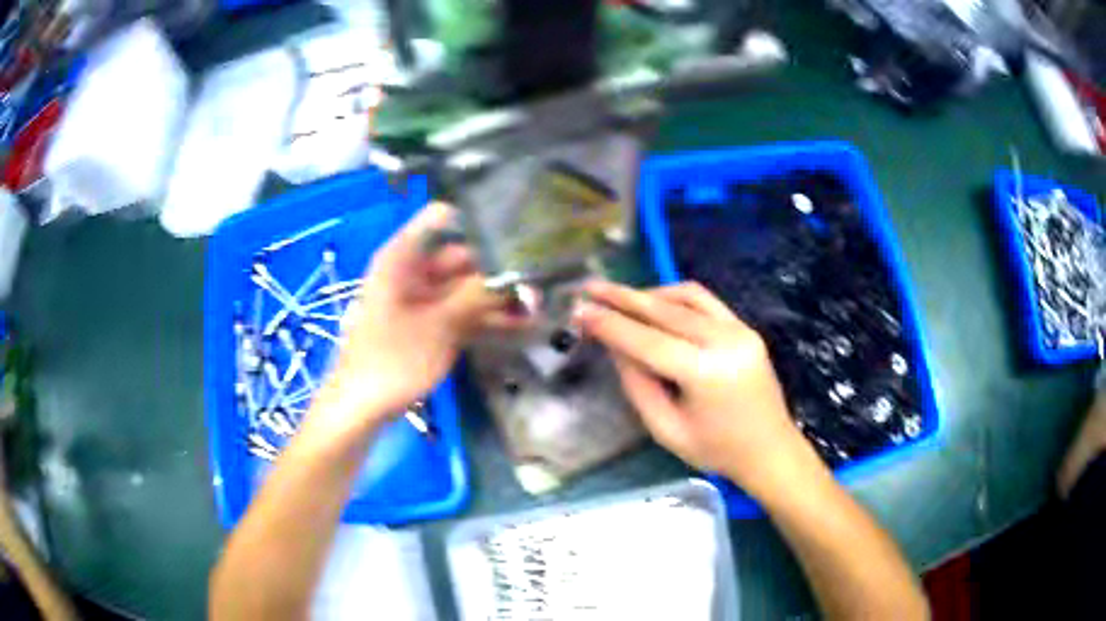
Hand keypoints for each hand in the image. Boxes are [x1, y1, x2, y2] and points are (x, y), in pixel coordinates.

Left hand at [312, 202, 524, 429]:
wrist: (361, 407)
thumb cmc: (391, 360)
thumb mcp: (438, 326)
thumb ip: (478, 296)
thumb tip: (520, 277)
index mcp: (403, 257)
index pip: (441, 218)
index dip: (477, 220)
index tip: (517, 230)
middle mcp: (413, 272)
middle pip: (460, 256)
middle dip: (497, 268)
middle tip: (539, 278)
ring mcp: (420, 300)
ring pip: (464, 288)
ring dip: (495, 297)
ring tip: (538, 305)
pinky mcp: (427, 325)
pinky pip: (459, 312)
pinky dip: (483, 318)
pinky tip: (519, 325)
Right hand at [573, 281, 814, 496]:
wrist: (770, 450)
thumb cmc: (716, 451)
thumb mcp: (666, 430)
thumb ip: (637, 385)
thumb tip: (615, 345)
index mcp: (705, 373)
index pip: (646, 340)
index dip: (610, 324)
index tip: (580, 310)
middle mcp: (724, 341)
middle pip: (664, 310)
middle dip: (622, 298)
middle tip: (589, 288)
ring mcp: (739, 329)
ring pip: (685, 296)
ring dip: (649, 294)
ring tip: (619, 298)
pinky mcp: (745, 327)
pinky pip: (705, 301)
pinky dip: (676, 297)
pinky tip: (656, 302)